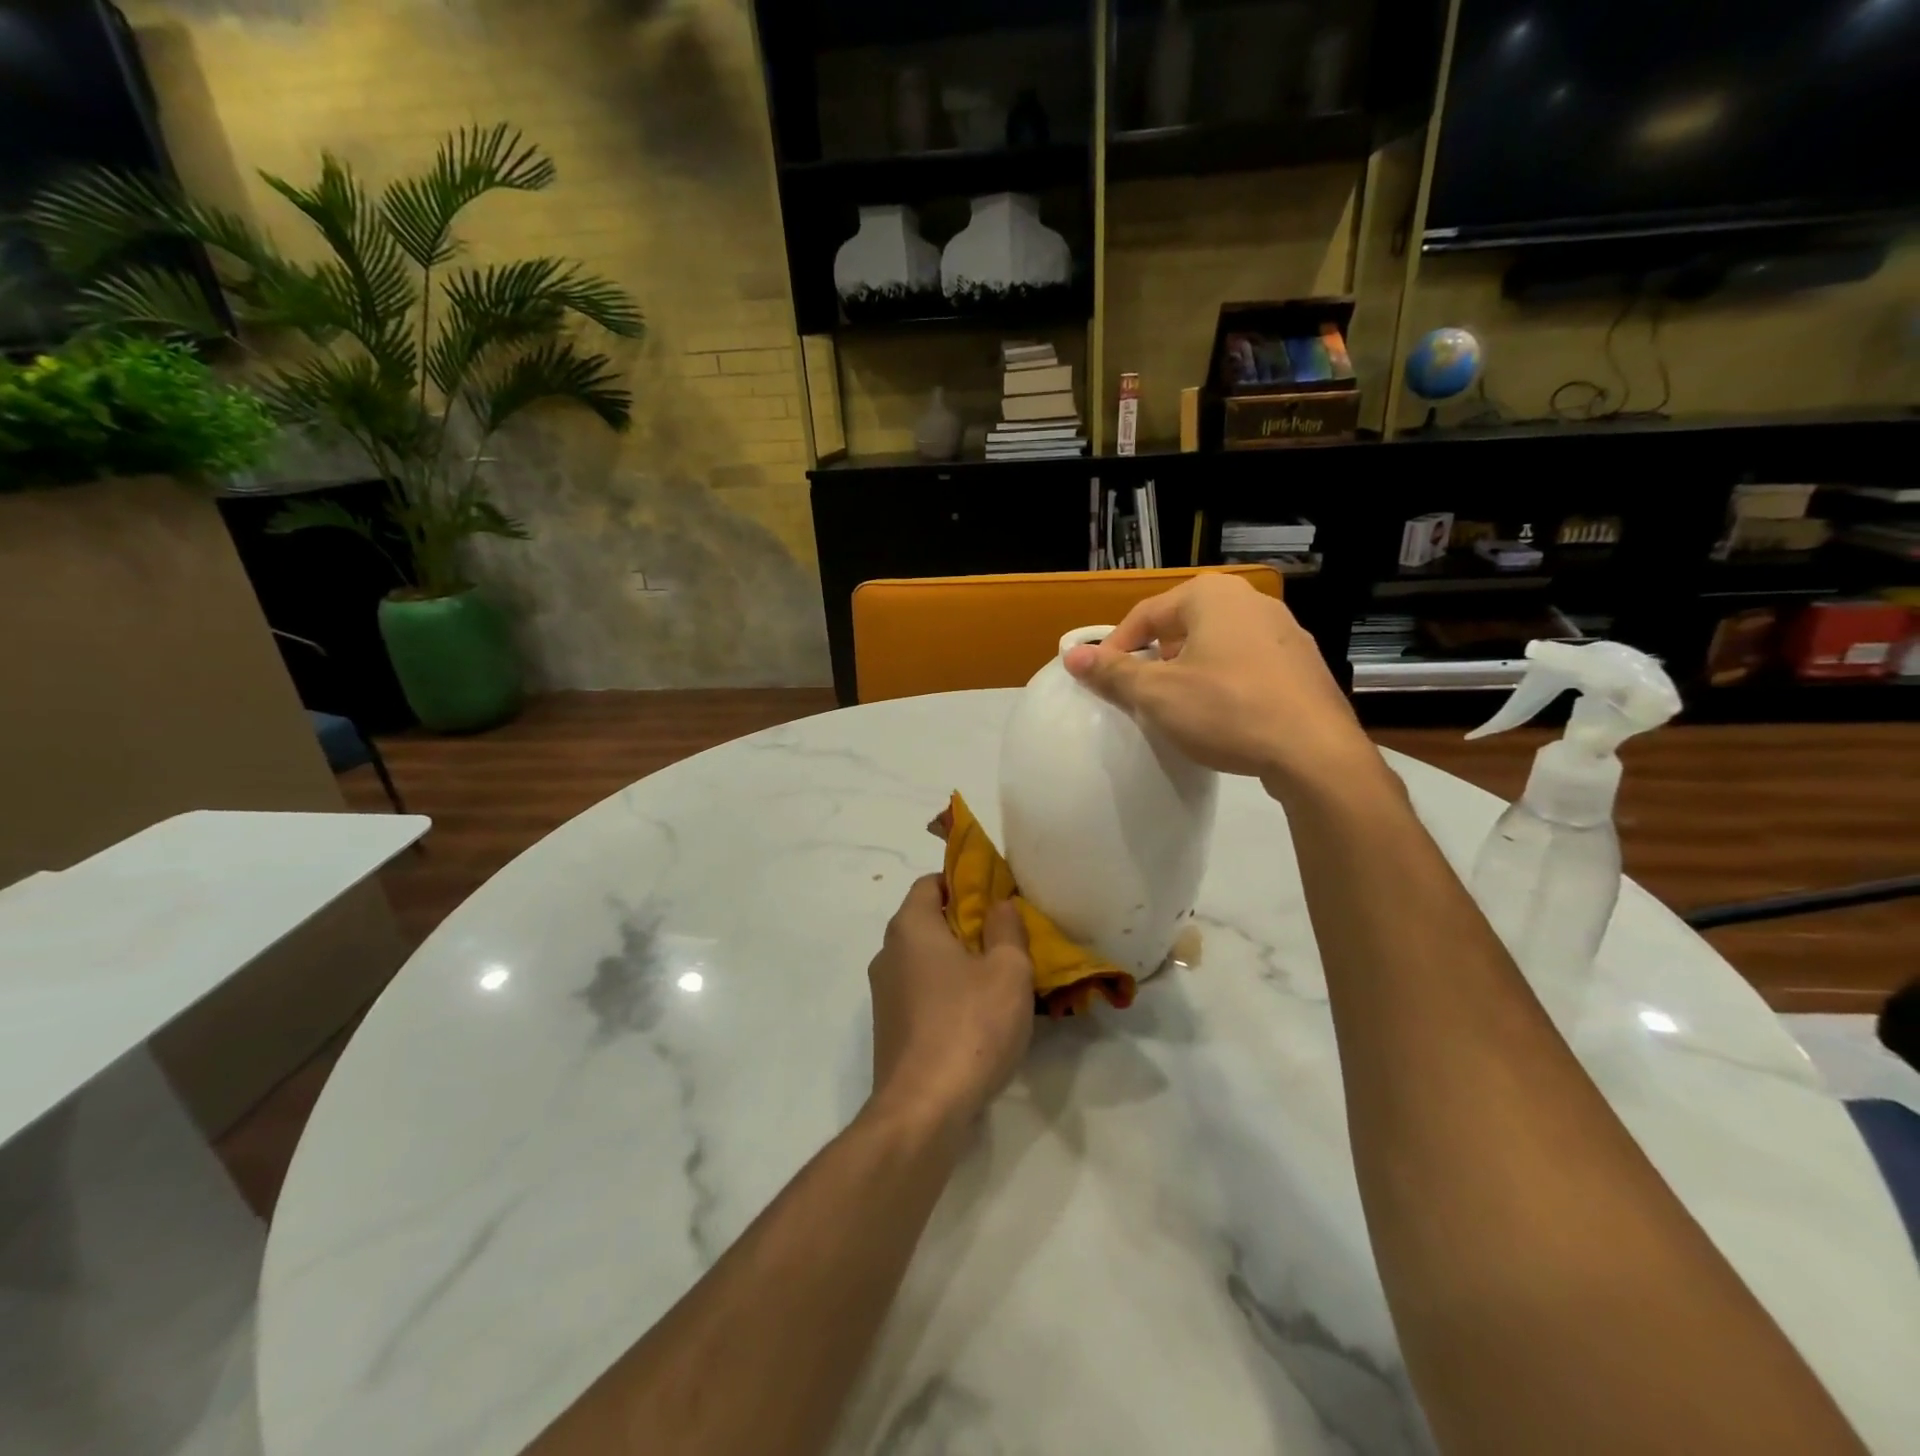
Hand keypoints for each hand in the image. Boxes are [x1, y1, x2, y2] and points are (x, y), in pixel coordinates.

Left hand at [867, 876, 1034, 1133]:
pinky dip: (945, 992)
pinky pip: (920, 993)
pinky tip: (976, 1016)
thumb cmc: (970, 1026)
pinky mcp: (889, 1028)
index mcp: (910, 927)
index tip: (997, 898)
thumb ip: (1006, 928)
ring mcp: (883, 994)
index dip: (964, 882)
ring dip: (957, 962)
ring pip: (925, 960)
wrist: (923, 1110)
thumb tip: (999, 905)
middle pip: (927, 921)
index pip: (931, 882)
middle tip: (1006, 939)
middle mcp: (888, 953)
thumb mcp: (1008, 971)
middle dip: (965, 924)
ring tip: (997, 979)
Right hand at [1062, 573, 1377, 800]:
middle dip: (1155, 658)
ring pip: (1216, 645)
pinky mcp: (1302, 664)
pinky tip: (1222, 715)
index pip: (1145, 614)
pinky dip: (1224, 682)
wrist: (1315, 752)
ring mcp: (1285, 631)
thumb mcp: (1158, 694)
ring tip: (1177, 706)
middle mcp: (1250, 601)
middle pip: (1182, 626)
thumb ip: (1113, 672)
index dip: (1116, 647)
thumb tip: (1072, 655)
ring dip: (1189, 670)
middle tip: (1139, 693)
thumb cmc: (1227, 710)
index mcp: (1211, 596)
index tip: (1101, 680)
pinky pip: (1247, 664)